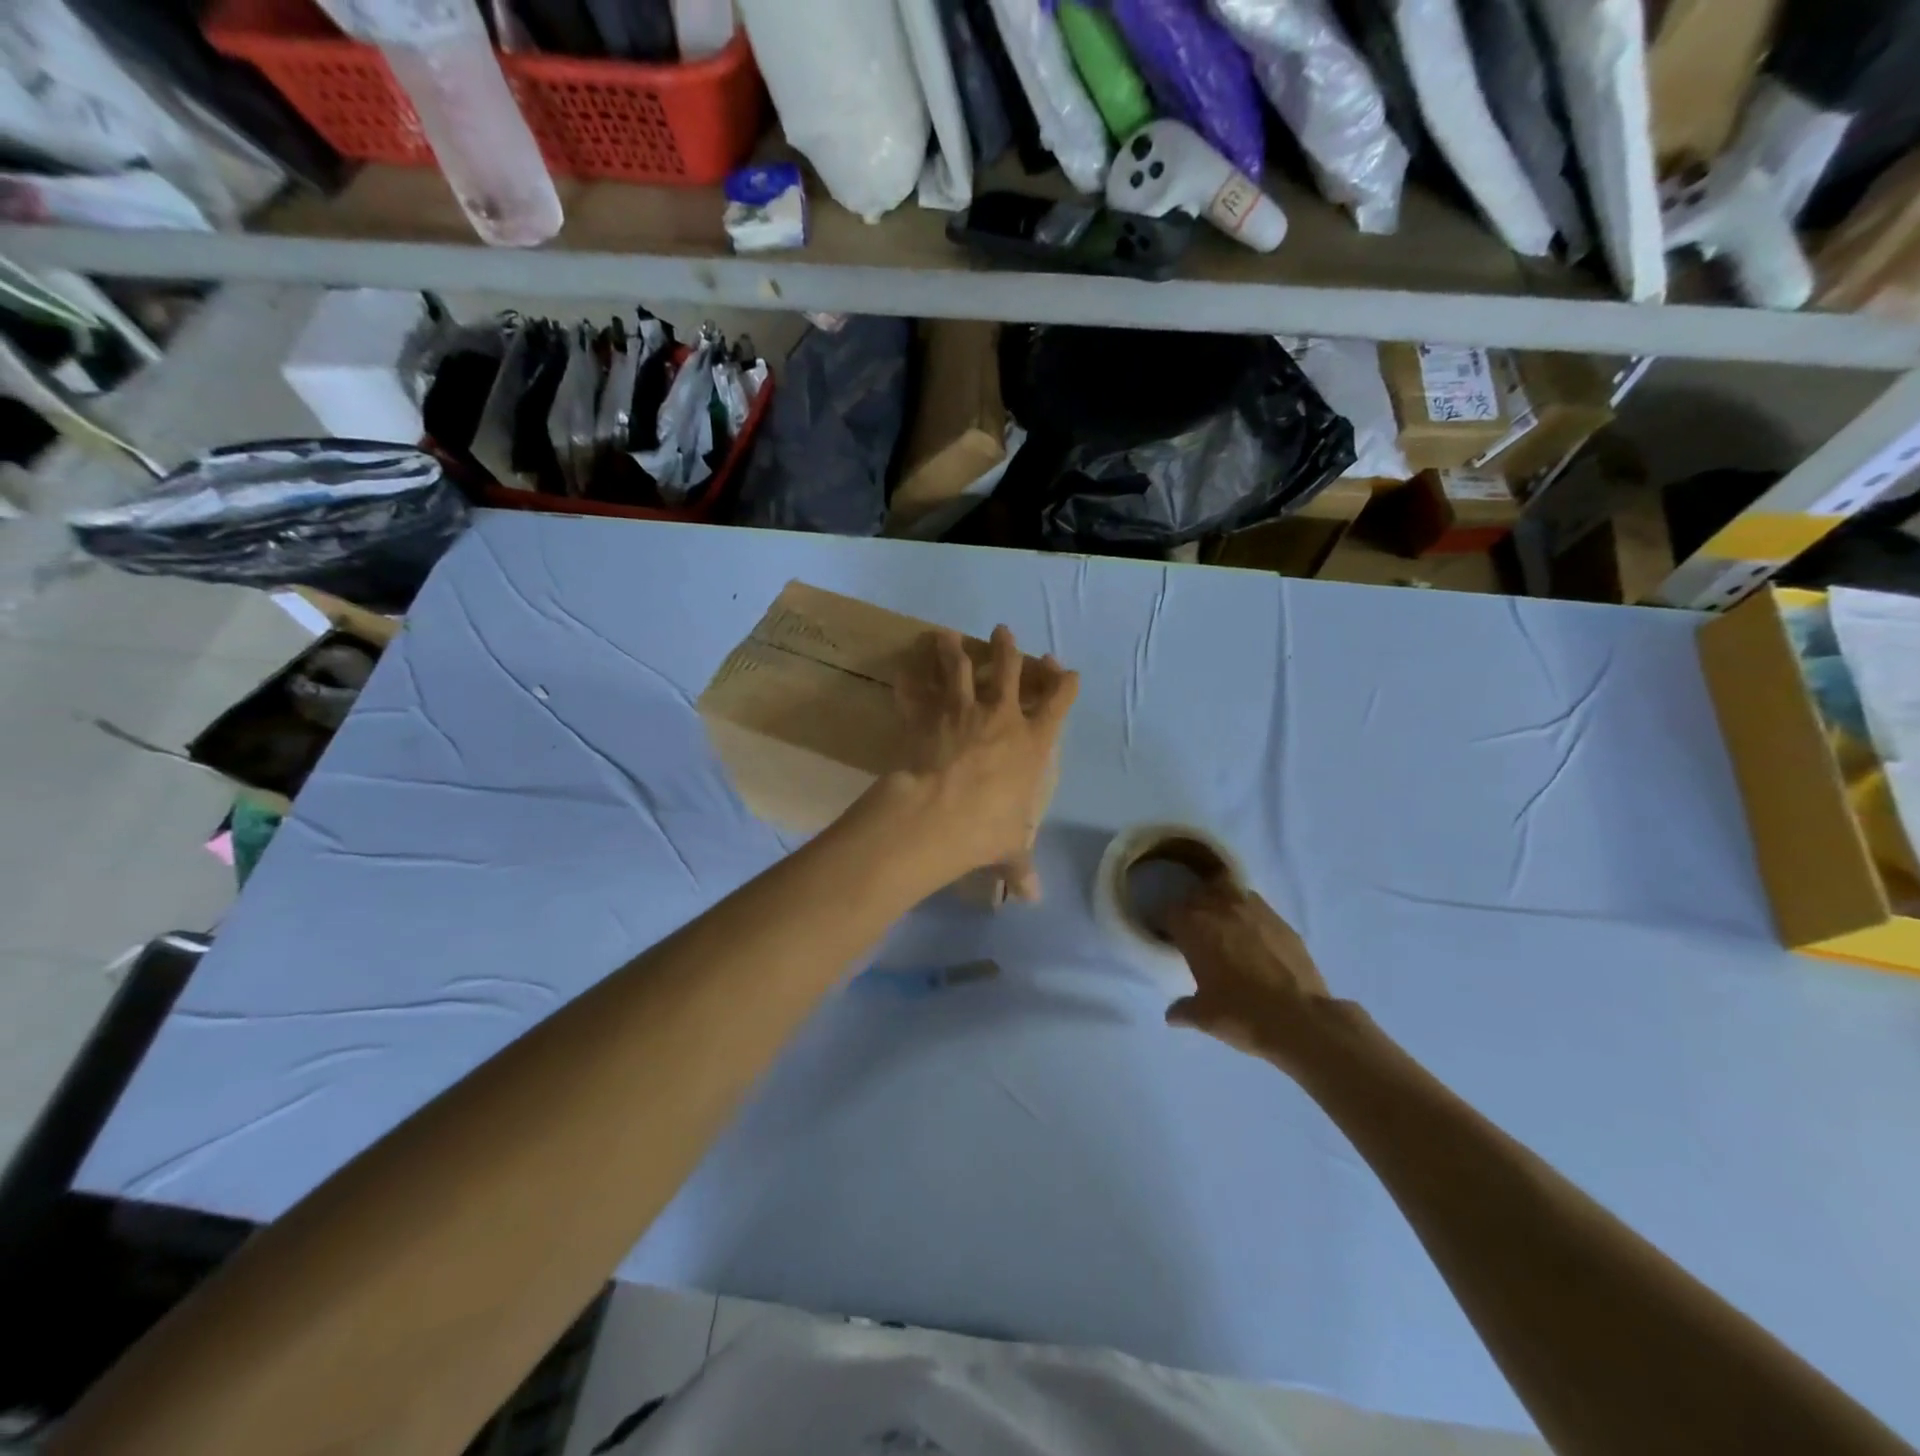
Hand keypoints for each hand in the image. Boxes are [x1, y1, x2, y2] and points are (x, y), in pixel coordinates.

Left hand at [883, 625, 1077, 899]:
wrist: (938, 815)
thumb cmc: (985, 829)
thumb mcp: (1009, 849)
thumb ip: (1020, 868)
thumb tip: (1032, 898)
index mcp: (1032, 743)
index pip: (1057, 703)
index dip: (1063, 684)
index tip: (1064, 670)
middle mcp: (1000, 717)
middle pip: (1010, 670)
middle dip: (1009, 650)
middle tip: (1003, 631)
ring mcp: (961, 710)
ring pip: (960, 669)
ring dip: (953, 650)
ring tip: (945, 635)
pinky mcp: (926, 715)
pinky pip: (914, 693)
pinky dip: (907, 682)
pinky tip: (900, 669)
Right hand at [1163, 880, 1331, 1069]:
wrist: (1300, 1019)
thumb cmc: (1242, 1014)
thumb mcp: (1204, 1017)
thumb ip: (1183, 1009)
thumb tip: (1172, 1014)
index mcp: (1193, 926)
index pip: (1168, 912)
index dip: (1166, 925)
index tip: (1169, 939)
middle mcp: (1220, 907)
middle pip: (1196, 894)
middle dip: (1191, 908)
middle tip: (1194, 930)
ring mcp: (1253, 908)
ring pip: (1227, 889)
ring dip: (1219, 901)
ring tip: (1222, 923)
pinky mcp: (1280, 919)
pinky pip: (1255, 905)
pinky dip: (1247, 913)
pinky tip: (1252, 935)